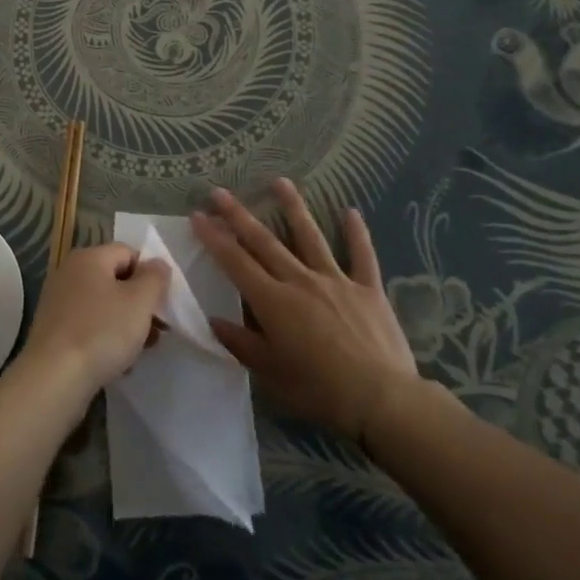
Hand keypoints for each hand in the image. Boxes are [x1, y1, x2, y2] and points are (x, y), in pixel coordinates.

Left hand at [19, 242, 170, 398]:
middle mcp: (69, 273)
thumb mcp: (139, 302)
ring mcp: (58, 302)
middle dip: (139, 304)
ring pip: (103, 306)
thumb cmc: (101, 332)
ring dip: (126, 325)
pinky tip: (118, 365)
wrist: (54, 378)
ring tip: (141, 351)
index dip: (150, 275)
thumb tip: (157, 264)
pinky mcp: (53, 331)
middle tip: (158, 330)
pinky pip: (88, 327)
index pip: (128, 253)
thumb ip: (155, 278)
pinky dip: (105, 340)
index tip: (162, 303)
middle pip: (115, 280)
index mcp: (89, 258)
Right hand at [193, 179, 421, 444]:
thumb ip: (242, 344)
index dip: (214, 238)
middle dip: (239, 215)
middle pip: (265, 241)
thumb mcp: (272, 374)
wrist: (381, 398)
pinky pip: (362, 256)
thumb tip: (214, 321)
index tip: (198, 215)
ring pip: (310, 236)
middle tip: (220, 192)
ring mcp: (336, 280)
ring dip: (293, 207)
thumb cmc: (320, 390)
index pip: (236, 262)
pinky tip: (352, 212)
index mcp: (274, 301)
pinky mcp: (368, 289)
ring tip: (280, 181)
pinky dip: (356, 234)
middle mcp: (300, 281)